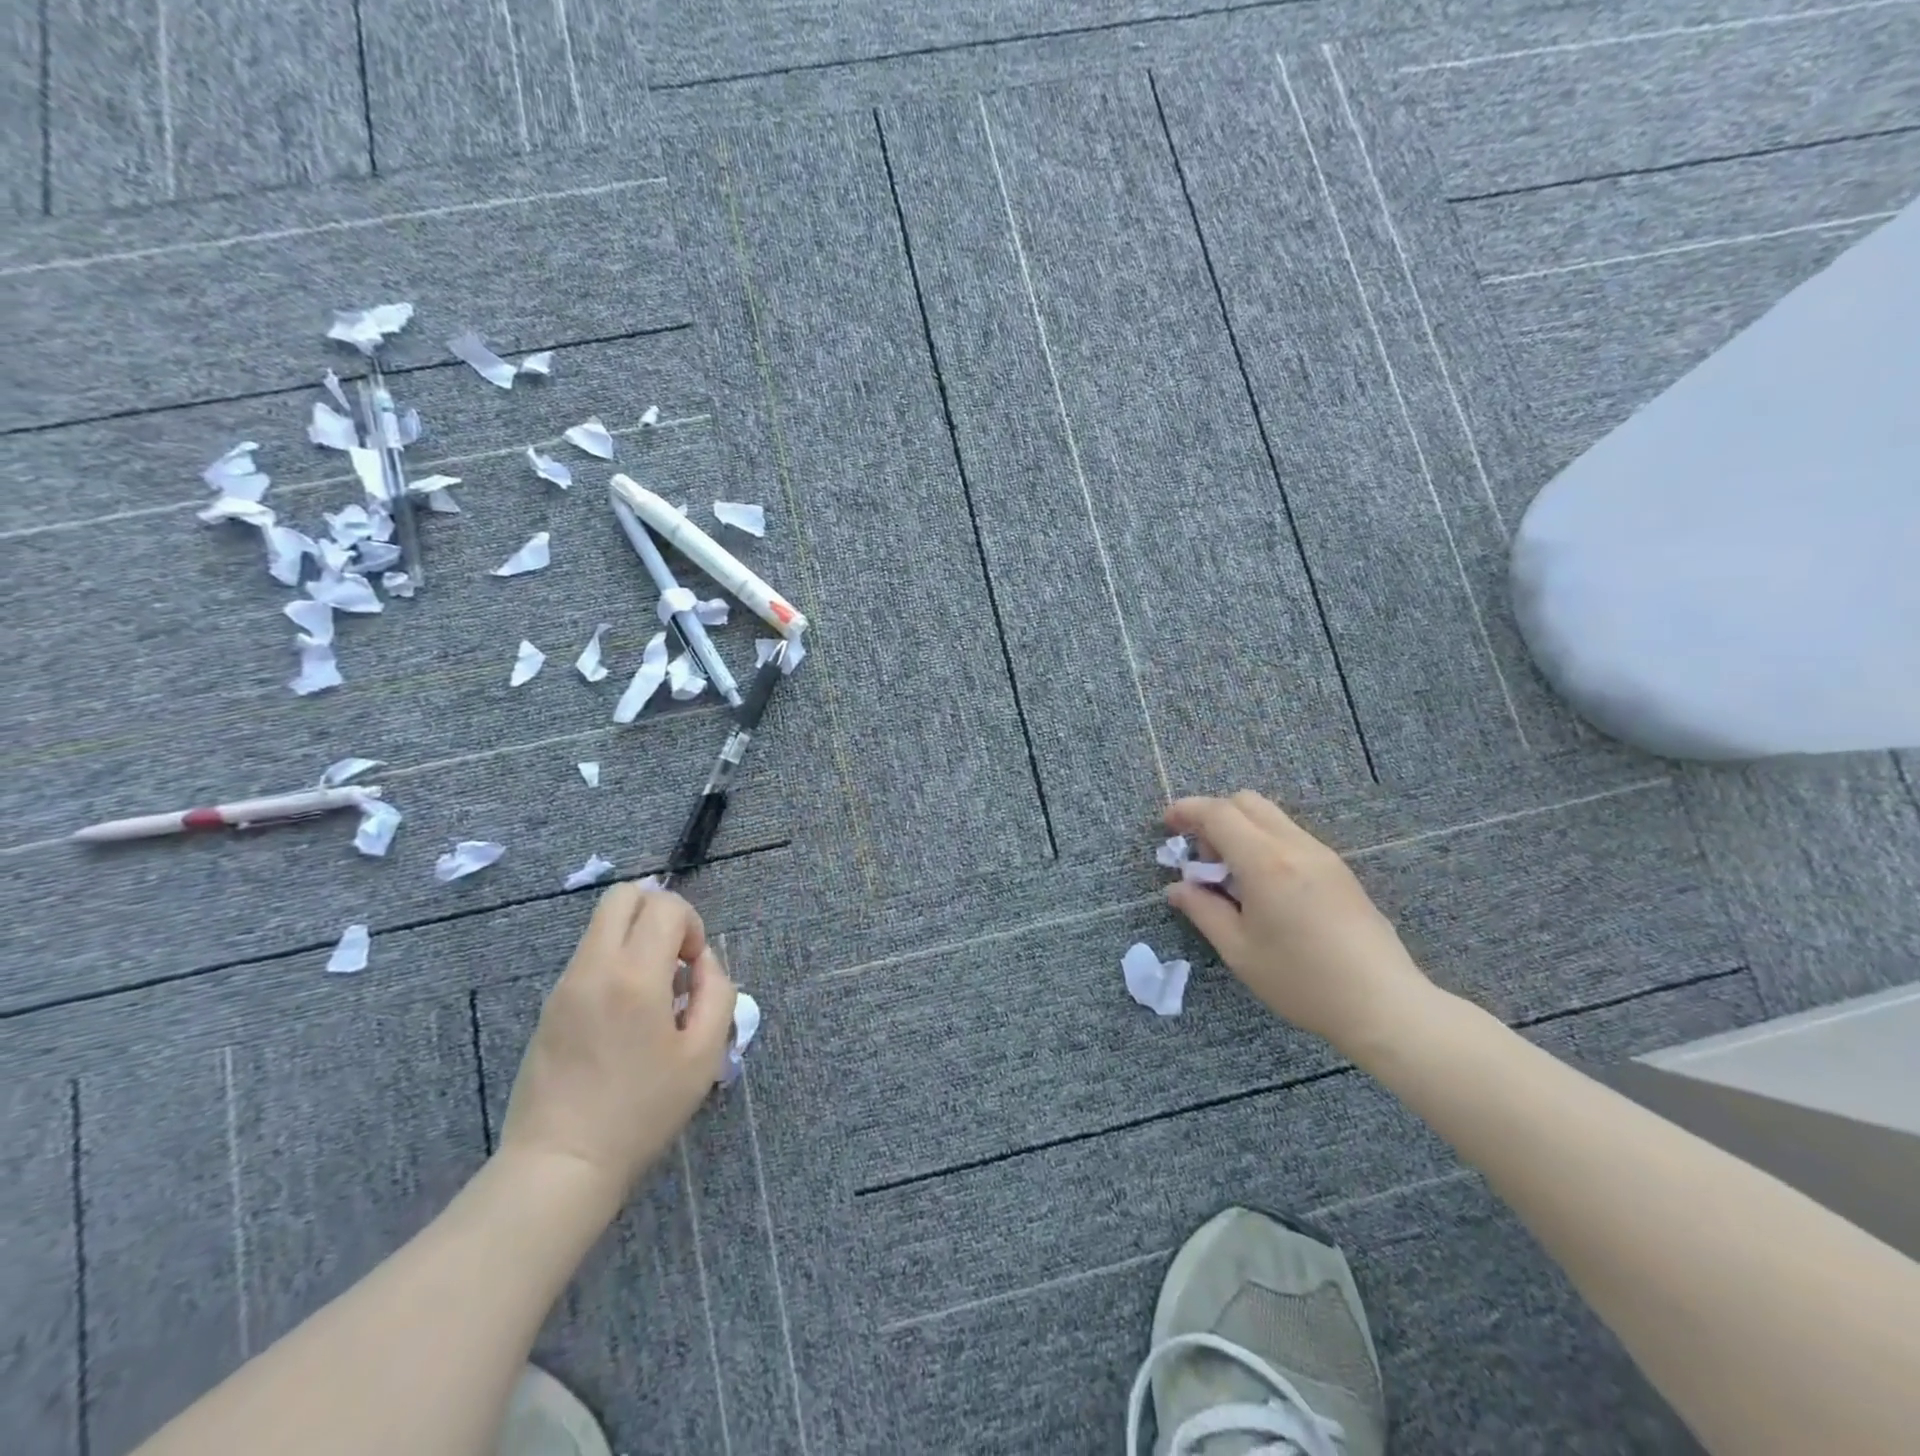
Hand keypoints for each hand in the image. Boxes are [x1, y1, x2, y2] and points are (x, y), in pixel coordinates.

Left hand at [498, 886, 736, 1204]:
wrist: (561, 1164)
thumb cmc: (641, 1111)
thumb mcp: (704, 1055)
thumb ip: (716, 992)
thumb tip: (702, 962)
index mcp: (635, 975)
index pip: (664, 905)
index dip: (691, 924)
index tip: (693, 968)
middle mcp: (594, 967)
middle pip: (623, 896)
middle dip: (659, 912)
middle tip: (674, 959)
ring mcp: (565, 984)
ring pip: (603, 925)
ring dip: (636, 938)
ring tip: (653, 992)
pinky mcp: (550, 1006)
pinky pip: (589, 957)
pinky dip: (615, 962)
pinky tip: (625, 1016)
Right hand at [1165, 791, 1440, 1061]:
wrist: (1383, 1003)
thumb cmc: (1302, 980)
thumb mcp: (1239, 950)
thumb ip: (1203, 911)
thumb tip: (1177, 888)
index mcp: (1265, 862)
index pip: (1218, 813)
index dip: (1187, 811)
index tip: (1167, 824)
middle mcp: (1295, 846)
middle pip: (1246, 802)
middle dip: (1214, 815)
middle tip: (1199, 854)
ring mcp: (1322, 855)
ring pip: (1271, 817)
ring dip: (1240, 829)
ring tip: (1229, 875)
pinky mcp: (1338, 870)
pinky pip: (1290, 836)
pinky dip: (1264, 842)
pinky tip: (1261, 886)